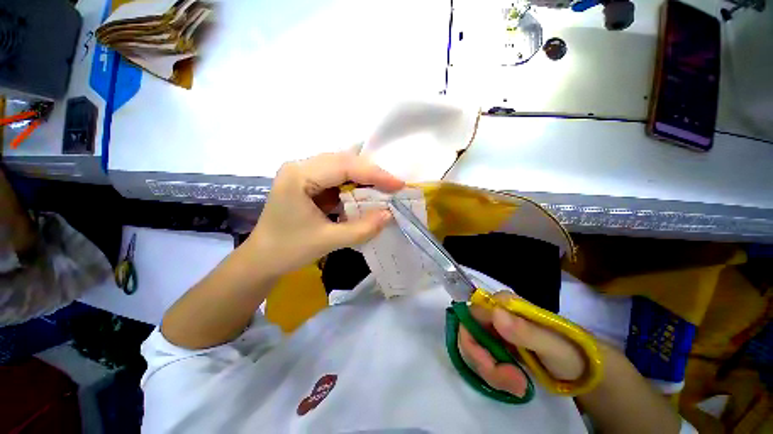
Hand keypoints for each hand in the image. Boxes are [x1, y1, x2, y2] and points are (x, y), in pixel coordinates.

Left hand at [245, 152, 403, 277]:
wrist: (262, 258)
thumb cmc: (289, 250)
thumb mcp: (329, 241)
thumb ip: (362, 228)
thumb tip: (389, 214)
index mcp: (299, 176)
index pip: (344, 166)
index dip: (375, 174)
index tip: (398, 184)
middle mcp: (299, 166)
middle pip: (343, 161)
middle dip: (371, 173)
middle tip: (393, 186)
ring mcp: (302, 171)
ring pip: (341, 166)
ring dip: (363, 177)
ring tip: (383, 188)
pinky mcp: (306, 180)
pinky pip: (335, 175)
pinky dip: (353, 183)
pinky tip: (364, 192)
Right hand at [457, 292, 585, 396]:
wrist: (583, 369)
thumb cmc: (572, 354)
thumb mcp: (553, 346)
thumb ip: (526, 331)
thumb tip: (495, 313)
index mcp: (505, 304)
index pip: (471, 314)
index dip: (472, 340)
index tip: (490, 365)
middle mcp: (496, 312)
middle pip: (471, 333)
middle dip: (484, 362)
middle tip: (512, 382)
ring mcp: (497, 329)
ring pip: (476, 348)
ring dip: (492, 372)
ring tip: (519, 386)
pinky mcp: (499, 344)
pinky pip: (485, 357)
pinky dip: (496, 374)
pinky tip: (516, 383)